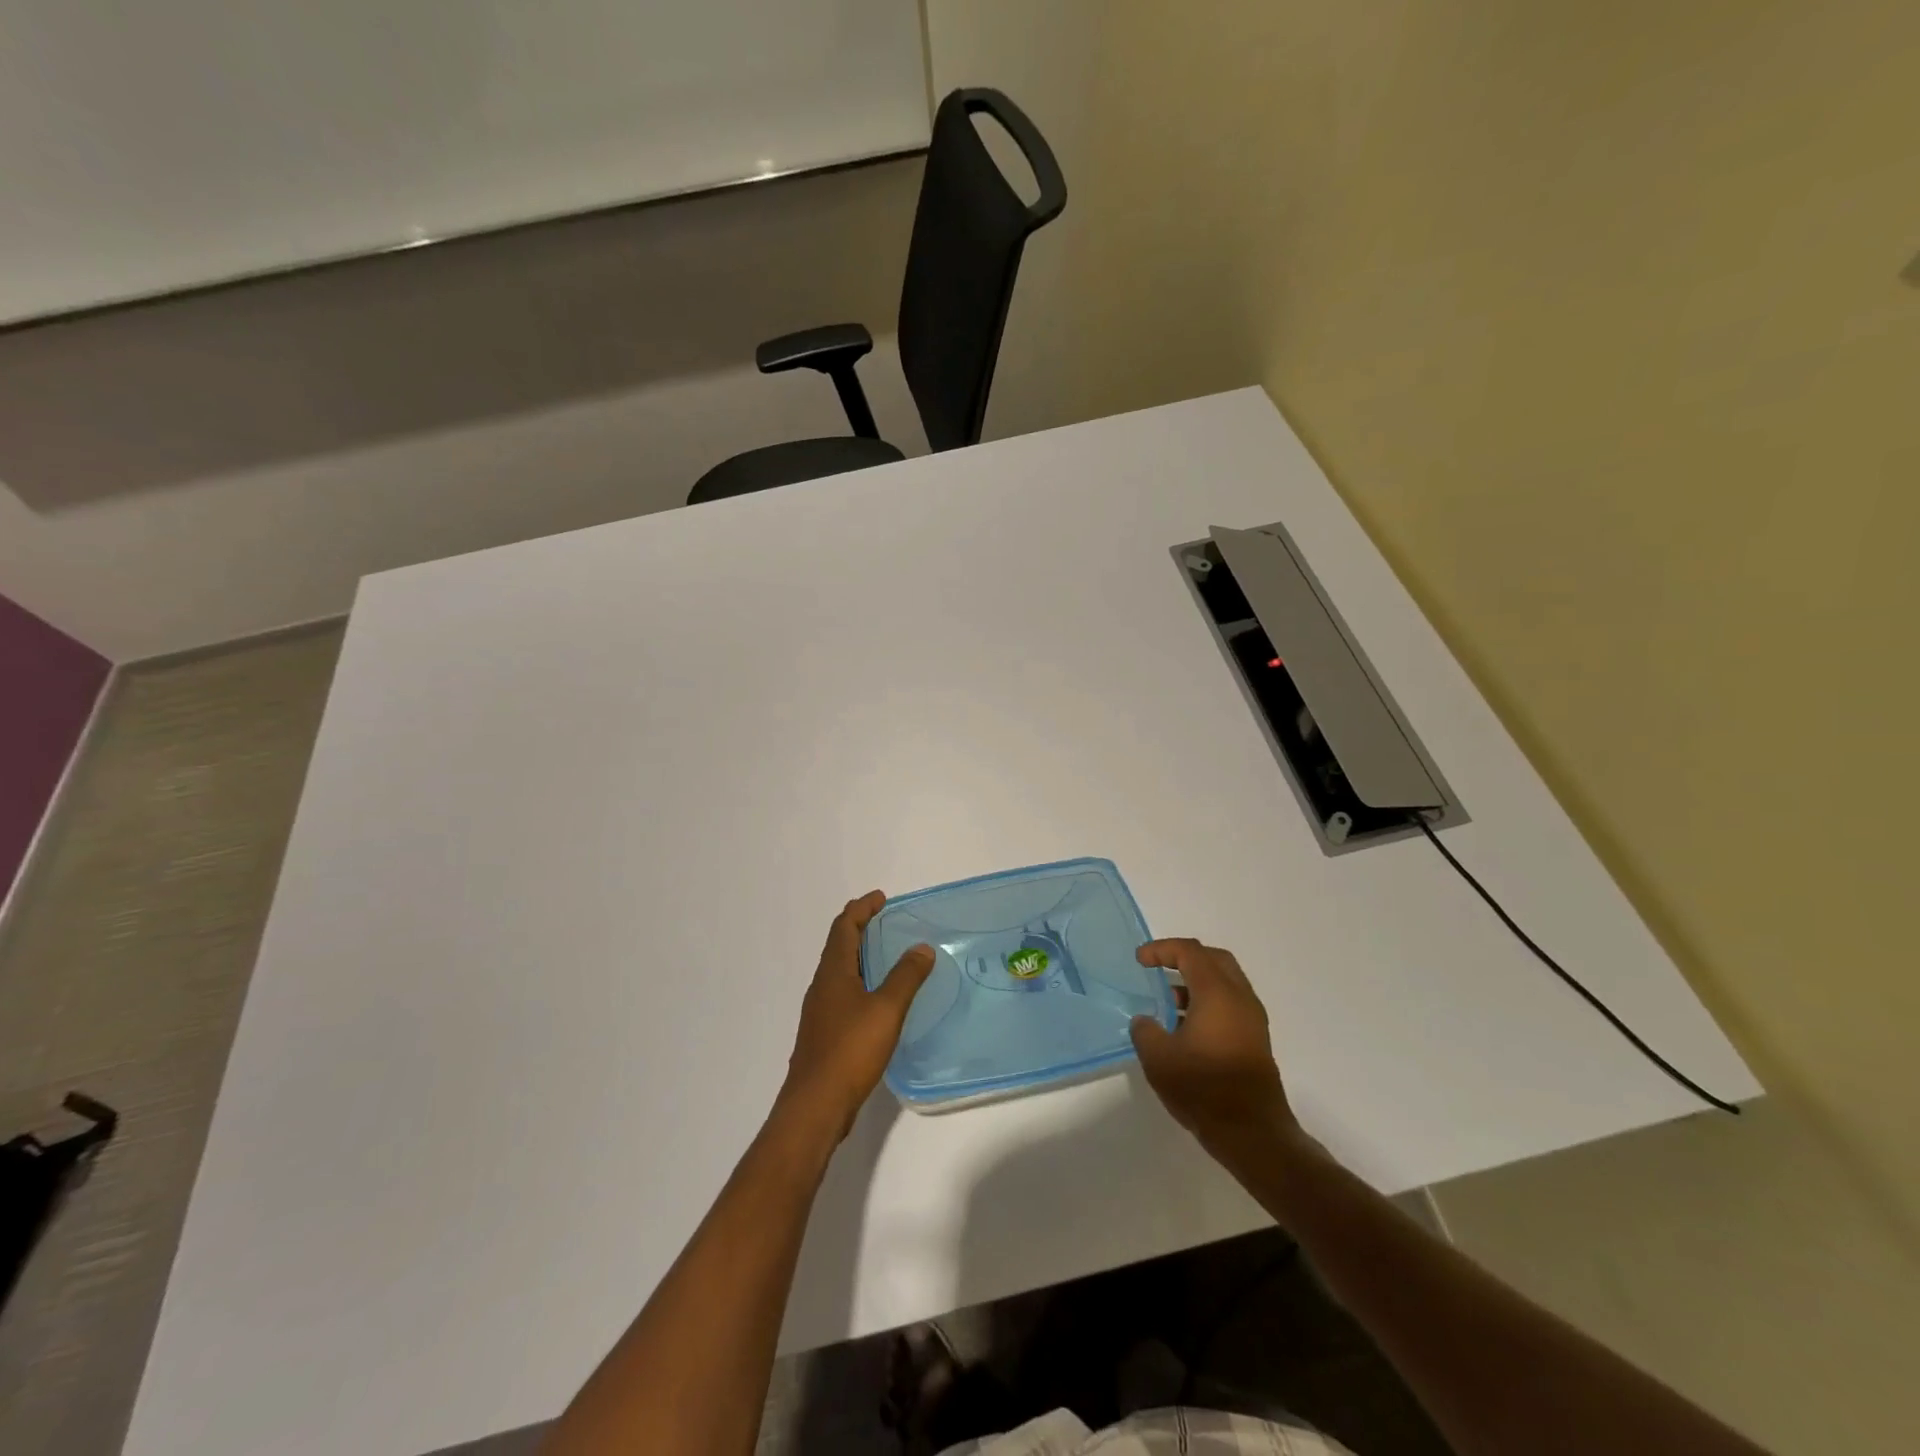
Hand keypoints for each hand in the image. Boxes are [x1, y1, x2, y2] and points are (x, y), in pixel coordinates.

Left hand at [779, 891, 934, 1141]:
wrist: (815, 1105)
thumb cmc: (850, 1050)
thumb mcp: (886, 1009)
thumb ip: (905, 977)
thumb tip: (921, 947)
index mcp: (833, 972)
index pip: (844, 927)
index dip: (861, 909)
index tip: (881, 898)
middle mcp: (822, 986)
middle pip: (838, 946)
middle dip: (859, 928)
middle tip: (884, 920)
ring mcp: (820, 1011)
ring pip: (839, 971)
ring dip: (859, 956)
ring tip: (885, 955)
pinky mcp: (824, 1034)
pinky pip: (842, 993)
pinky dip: (859, 982)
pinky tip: (876, 999)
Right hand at [1130, 939, 1302, 1167]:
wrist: (1253, 1134)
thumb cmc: (1204, 1089)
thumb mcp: (1158, 1058)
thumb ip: (1145, 1031)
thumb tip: (1145, 1021)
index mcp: (1217, 993)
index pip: (1190, 952)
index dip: (1162, 949)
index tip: (1140, 960)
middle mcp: (1240, 998)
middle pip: (1214, 959)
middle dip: (1184, 957)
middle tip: (1159, 968)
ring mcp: (1252, 1020)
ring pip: (1225, 983)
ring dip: (1197, 983)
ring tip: (1168, 1002)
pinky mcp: (1256, 1040)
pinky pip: (1230, 1004)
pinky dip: (1208, 1002)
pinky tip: (1186, 1028)